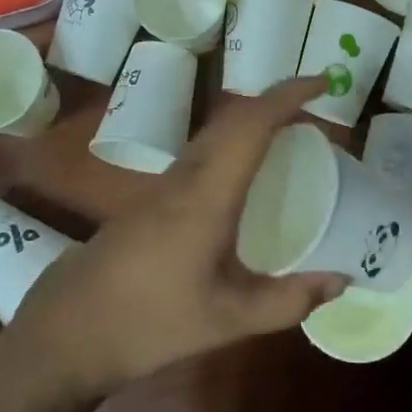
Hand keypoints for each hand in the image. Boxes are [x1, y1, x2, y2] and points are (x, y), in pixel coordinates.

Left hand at [2, 78, 346, 400]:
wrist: (69, 329)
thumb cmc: (151, 321)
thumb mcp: (229, 320)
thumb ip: (289, 300)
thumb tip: (343, 281)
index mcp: (208, 193)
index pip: (252, 124)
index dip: (288, 95)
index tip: (323, 82)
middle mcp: (187, 174)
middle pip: (234, 117)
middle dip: (277, 99)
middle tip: (316, 105)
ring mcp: (166, 182)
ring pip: (216, 130)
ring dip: (254, 117)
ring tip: (290, 128)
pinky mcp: (154, 196)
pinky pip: (204, 148)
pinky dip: (236, 139)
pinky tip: (247, 168)